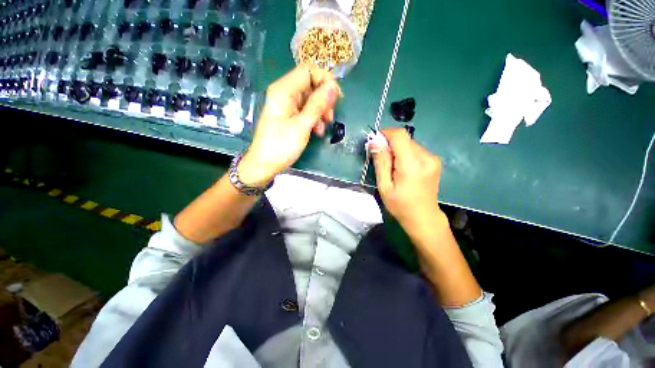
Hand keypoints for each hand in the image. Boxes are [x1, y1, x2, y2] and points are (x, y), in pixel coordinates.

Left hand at [238, 64, 340, 186]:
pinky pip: (305, 111)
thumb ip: (317, 105)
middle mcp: (284, 93)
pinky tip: (316, 131)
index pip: (308, 71)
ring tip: (323, 128)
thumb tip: (333, 87)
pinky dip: (314, 118)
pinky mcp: (288, 116)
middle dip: (323, 99)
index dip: (325, 80)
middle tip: (330, 117)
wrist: (264, 164)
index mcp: (284, 90)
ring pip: (310, 99)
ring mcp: (286, 105)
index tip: (336, 97)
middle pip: (310, 85)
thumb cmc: (281, 146)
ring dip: (320, 111)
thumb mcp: (302, 126)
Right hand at [371, 128, 443, 232]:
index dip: (386, 133)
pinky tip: (402, 168)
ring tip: (392, 166)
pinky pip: (415, 150)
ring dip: (397, 150)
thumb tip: (375, 142)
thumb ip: (381, 162)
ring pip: (409, 143)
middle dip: (389, 144)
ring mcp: (433, 158)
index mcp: (412, 164)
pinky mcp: (434, 161)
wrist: (423, 217)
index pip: (400, 135)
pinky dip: (405, 154)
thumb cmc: (400, 205)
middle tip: (380, 158)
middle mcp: (426, 157)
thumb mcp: (384, 186)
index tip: (375, 141)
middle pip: (404, 139)